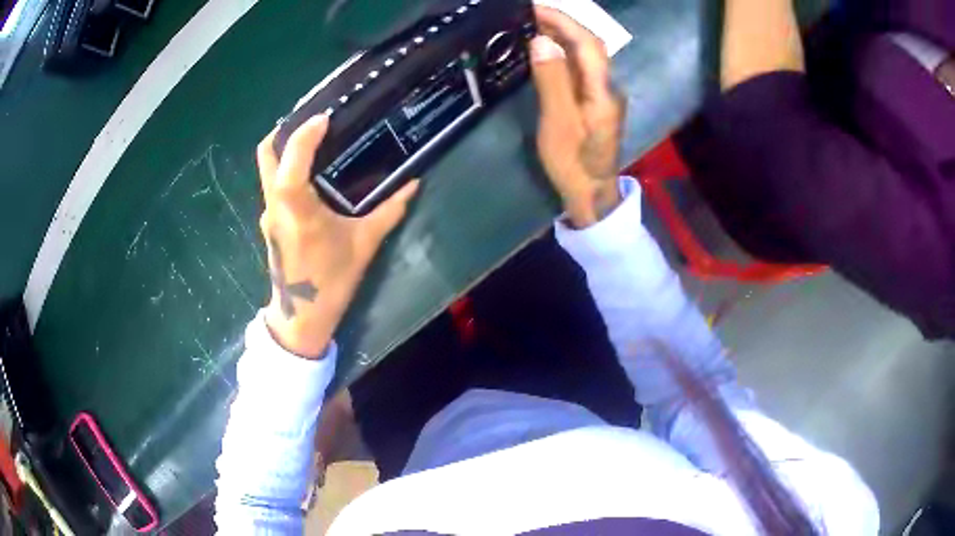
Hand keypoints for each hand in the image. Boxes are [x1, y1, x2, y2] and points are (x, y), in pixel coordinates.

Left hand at [256, 116, 418, 357]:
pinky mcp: (270, 221)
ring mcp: (268, 213)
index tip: (325, 118)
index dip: (304, 133)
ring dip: (287, 148)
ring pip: (268, 168)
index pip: (291, 161)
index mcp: (297, 209)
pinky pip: (275, 183)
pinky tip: (312, 173)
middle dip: (285, 130)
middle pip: (266, 154)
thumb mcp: (365, 244)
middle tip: (314, 120)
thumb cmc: (332, 281)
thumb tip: (414, 184)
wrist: (301, 317)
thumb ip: (390, 211)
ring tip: (317, 140)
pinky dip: (289, 169)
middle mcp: (275, 205)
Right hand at [530, 6, 624, 227]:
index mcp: (602, 92)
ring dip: (562, 36)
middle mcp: (608, 87)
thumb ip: (552, 80)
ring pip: (585, 56)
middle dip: (561, 24)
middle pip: (590, 45)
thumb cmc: (573, 163)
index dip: (563, 21)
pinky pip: (580, 68)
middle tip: (528, 15)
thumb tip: (542, 41)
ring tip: (532, 26)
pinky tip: (546, 52)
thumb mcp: (558, 123)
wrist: (591, 193)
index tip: (534, 8)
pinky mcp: (595, 101)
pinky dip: (563, 53)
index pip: (588, 43)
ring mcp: (603, 94)